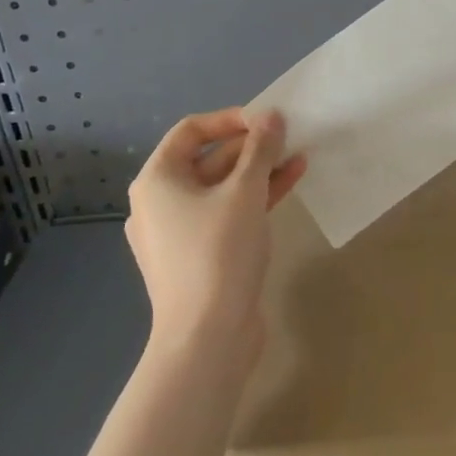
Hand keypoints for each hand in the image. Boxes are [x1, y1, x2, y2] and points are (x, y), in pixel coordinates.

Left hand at [125, 107, 306, 368]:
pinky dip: (255, 196)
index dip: (231, 119)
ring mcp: (179, 232)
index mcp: (157, 181)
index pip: (191, 130)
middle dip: (251, 146)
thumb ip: (261, 149)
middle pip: (209, 158)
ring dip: (259, 170)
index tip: (268, 121)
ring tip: (298, 156)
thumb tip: (272, 116)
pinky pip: (227, 212)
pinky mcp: (199, 255)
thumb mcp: (245, 192)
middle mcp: (161, 202)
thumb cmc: (218, 253)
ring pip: (222, 186)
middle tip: (289, 137)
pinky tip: (291, 181)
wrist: (206, 340)